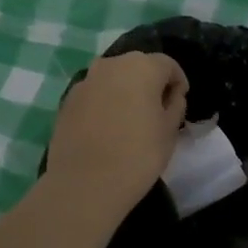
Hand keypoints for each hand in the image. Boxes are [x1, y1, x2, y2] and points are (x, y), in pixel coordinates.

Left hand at [45, 51, 187, 220]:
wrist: (86, 183)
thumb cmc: (139, 154)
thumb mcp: (170, 131)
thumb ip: (175, 105)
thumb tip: (171, 95)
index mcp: (142, 67)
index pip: (168, 65)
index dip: (178, 83)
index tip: (180, 104)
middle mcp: (111, 65)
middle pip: (138, 66)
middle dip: (150, 84)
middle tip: (157, 111)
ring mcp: (86, 81)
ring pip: (114, 79)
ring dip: (126, 92)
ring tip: (131, 120)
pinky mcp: (67, 100)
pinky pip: (95, 94)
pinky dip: (105, 104)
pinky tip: (108, 129)